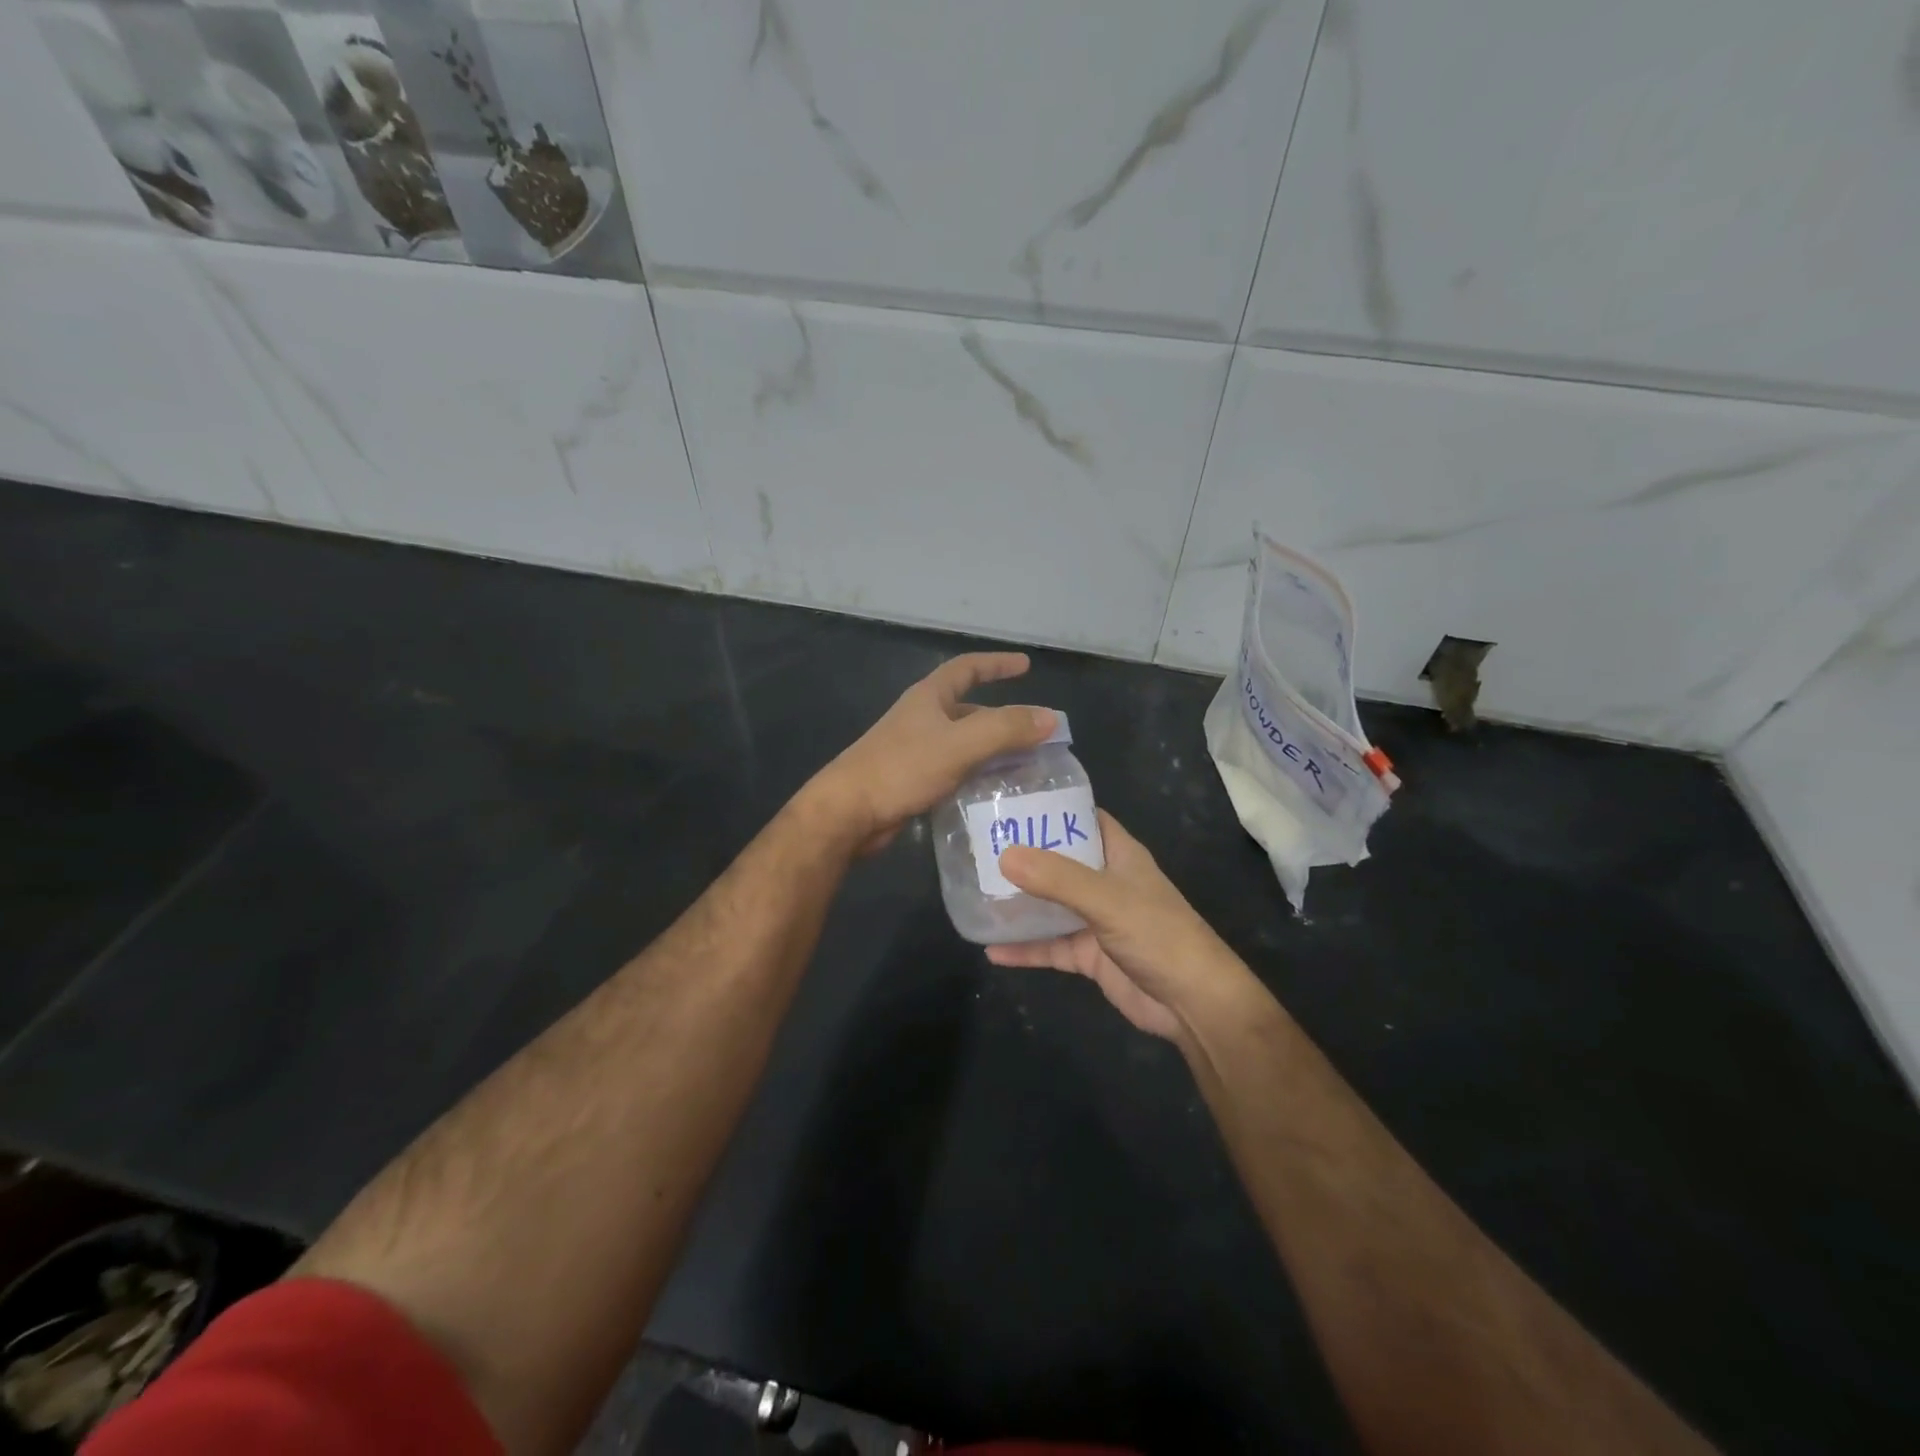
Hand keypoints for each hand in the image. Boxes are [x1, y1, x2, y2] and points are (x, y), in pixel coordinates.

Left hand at [807, 652, 1055, 853]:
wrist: (849, 812)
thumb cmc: (902, 769)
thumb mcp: (959, 745)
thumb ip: (1005, 729)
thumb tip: (1050, 718)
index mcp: (929, 698)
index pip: (967, 668)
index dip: (997, 664)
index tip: (1025, 665)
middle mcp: (922, 718)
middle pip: (969, 709)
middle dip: (1002, 717)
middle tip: (1036, 733)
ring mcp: (915, 750)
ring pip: (963, 742)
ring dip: (992, 749)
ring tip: (1025, 765)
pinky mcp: (912, 779)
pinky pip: (954, 769)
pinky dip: (976, 774)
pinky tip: (994, 791)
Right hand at [987, 811, 1254, 1044]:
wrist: (1191, 1003)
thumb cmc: (1158, 935)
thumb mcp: (1107, 899)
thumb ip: (1057, 879)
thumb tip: (1004, 855)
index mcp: (1119, 855)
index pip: (1082, 818)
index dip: (1050, 808)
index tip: (1008, 802)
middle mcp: (1105, 882)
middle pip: (1059, 860)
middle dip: (1024, 855)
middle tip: (977, 845)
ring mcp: (1096, 920)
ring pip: (1050, 905)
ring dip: (1019, 902)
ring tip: (973, 891)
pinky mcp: (1089, 955)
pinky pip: (1049, 946)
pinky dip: (1024, 948)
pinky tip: (990, 949)